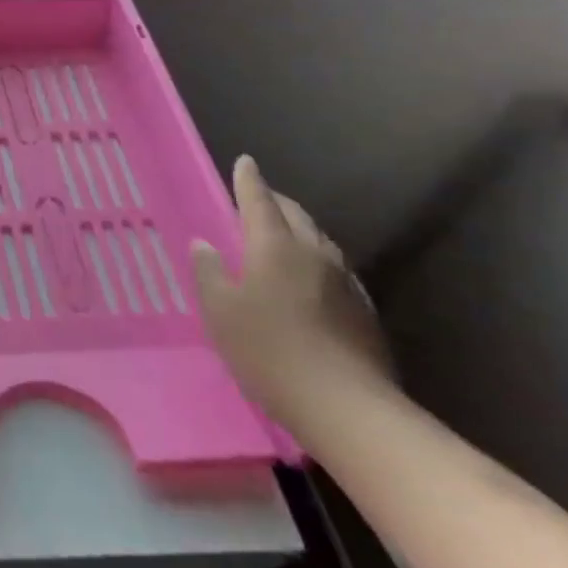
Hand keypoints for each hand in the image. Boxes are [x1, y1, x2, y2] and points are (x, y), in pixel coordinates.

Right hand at [190, 156, 394, 426]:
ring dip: (300, 229)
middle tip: (259, 197)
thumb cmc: (267, 350)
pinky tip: (310, 277)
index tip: (245, 161)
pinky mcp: (362, 311)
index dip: (249, 181)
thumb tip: (204, 243)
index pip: (259, 202)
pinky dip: (316, 259)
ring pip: (320, 241)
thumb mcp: (220, 310)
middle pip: (296, 216)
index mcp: (275, 247)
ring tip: (283, 233)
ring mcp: (344, 282)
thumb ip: (209, 272)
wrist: (345, 406)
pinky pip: (335, 269)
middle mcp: (314, 255)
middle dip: (276, 202)